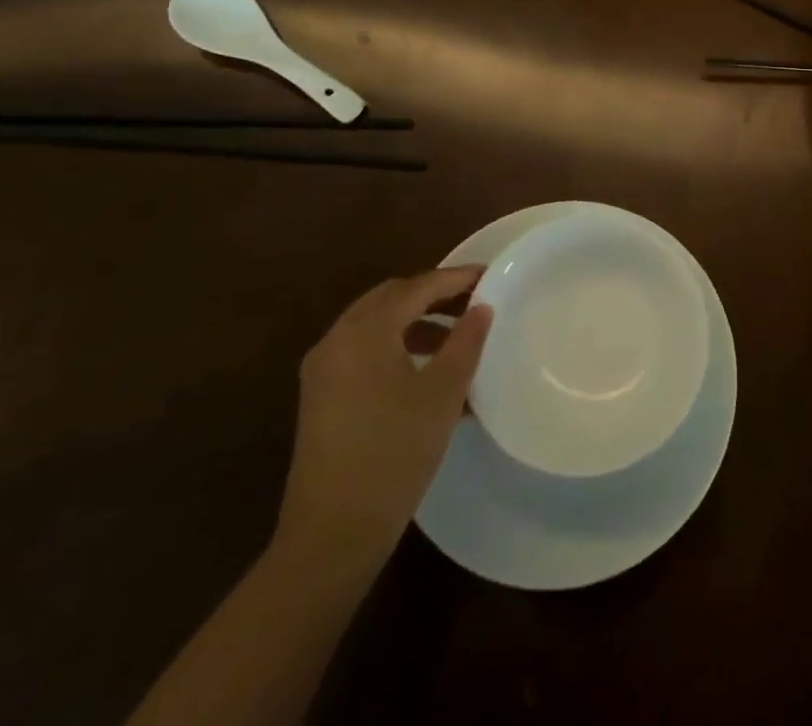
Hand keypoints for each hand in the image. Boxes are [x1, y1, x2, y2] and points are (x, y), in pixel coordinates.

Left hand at [272, 267, 491, 575]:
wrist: (332, 535)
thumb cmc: (395, 452)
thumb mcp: (443, 392)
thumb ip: (466, 341)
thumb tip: (481, 308)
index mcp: (364, 331)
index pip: (418, 287)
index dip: (456, 278)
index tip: (490, 275)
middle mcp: (337, 340)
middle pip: (391, 299)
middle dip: (433, 295)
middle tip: (473, 302)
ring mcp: (323, 370)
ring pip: (375, 325)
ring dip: (415, 322)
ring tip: (456, 338)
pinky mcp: (321, 398)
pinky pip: (363, 352)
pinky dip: (396, 347)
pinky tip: (426, 373)